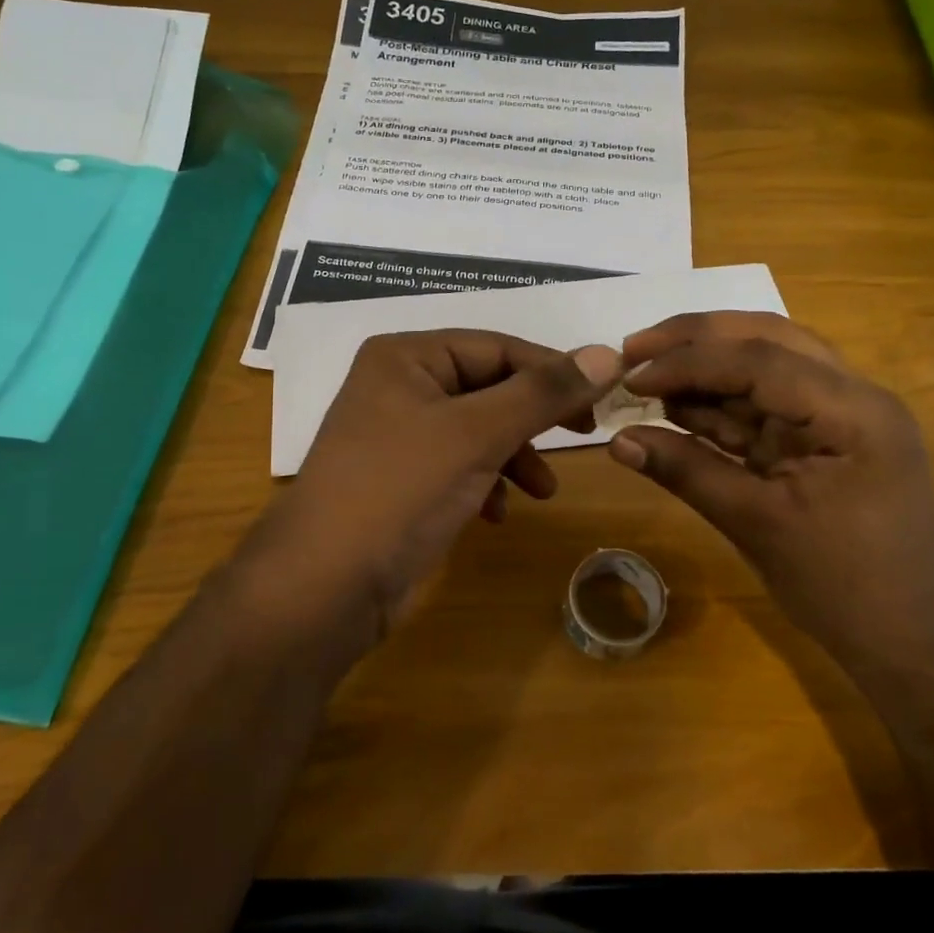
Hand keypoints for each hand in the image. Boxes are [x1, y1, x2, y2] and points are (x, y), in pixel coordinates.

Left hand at [238, 330, 621, 655]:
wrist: (324, 586)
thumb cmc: (400, 491)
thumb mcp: (477, 434)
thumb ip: (543, 393)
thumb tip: (609, 353)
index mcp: (407, 357)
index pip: (497, 347)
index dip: (553, 370)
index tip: (603, 398)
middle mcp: (399, 386)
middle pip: (488, 387)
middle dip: (532, 418)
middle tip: (583, 437)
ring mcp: (397, 436)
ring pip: (477, 430)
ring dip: (514, 455)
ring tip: (541, 491)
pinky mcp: (401, 481)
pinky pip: (458, 466)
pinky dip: (485, 482)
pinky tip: (496, 513)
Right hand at [606, 311, 933, 675]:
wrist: (908, 640)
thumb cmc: (843, 587)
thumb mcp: (757, 525)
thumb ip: (687, 472)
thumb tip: (617, 440)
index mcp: (853, 411)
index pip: (760, 360)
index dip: (688, 361)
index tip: (630, 375)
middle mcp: (852, 396)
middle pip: (766, 340)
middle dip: (696, 340)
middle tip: (633, 348)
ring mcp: (838, 416)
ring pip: (763, 366)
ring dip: (703, 368)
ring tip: (643, 375)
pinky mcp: (820, 439)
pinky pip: (763, 406)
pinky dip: (717, 405)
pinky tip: (673, 407)